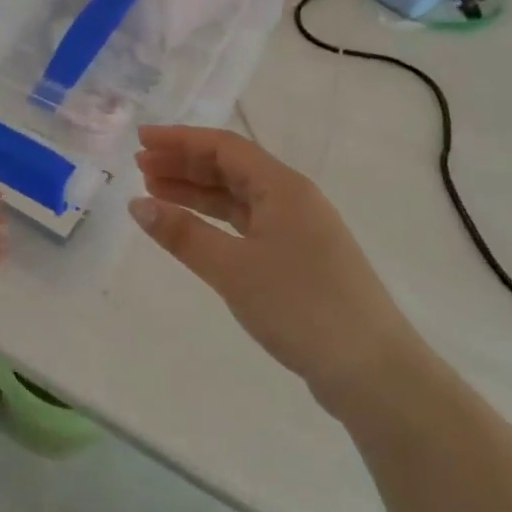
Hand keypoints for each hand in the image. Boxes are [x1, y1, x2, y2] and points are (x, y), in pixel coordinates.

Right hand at [130, 126, 416, 417]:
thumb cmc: (301, 307)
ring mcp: (299, 230)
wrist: (373, 372)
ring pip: (238, 197)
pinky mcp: (299, 259)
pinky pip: (247, 224)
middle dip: (184, 163)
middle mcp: (293, 199)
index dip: (180, 140)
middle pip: (231, 168)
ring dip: (196, 192)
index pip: (224, 147)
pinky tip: (191, 229)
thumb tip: (137, 204)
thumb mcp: (233, 269)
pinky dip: (215, 221)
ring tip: (154, 193)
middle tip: (139, 167)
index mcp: (283, 188)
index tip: (141, 140)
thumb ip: (183, 234)